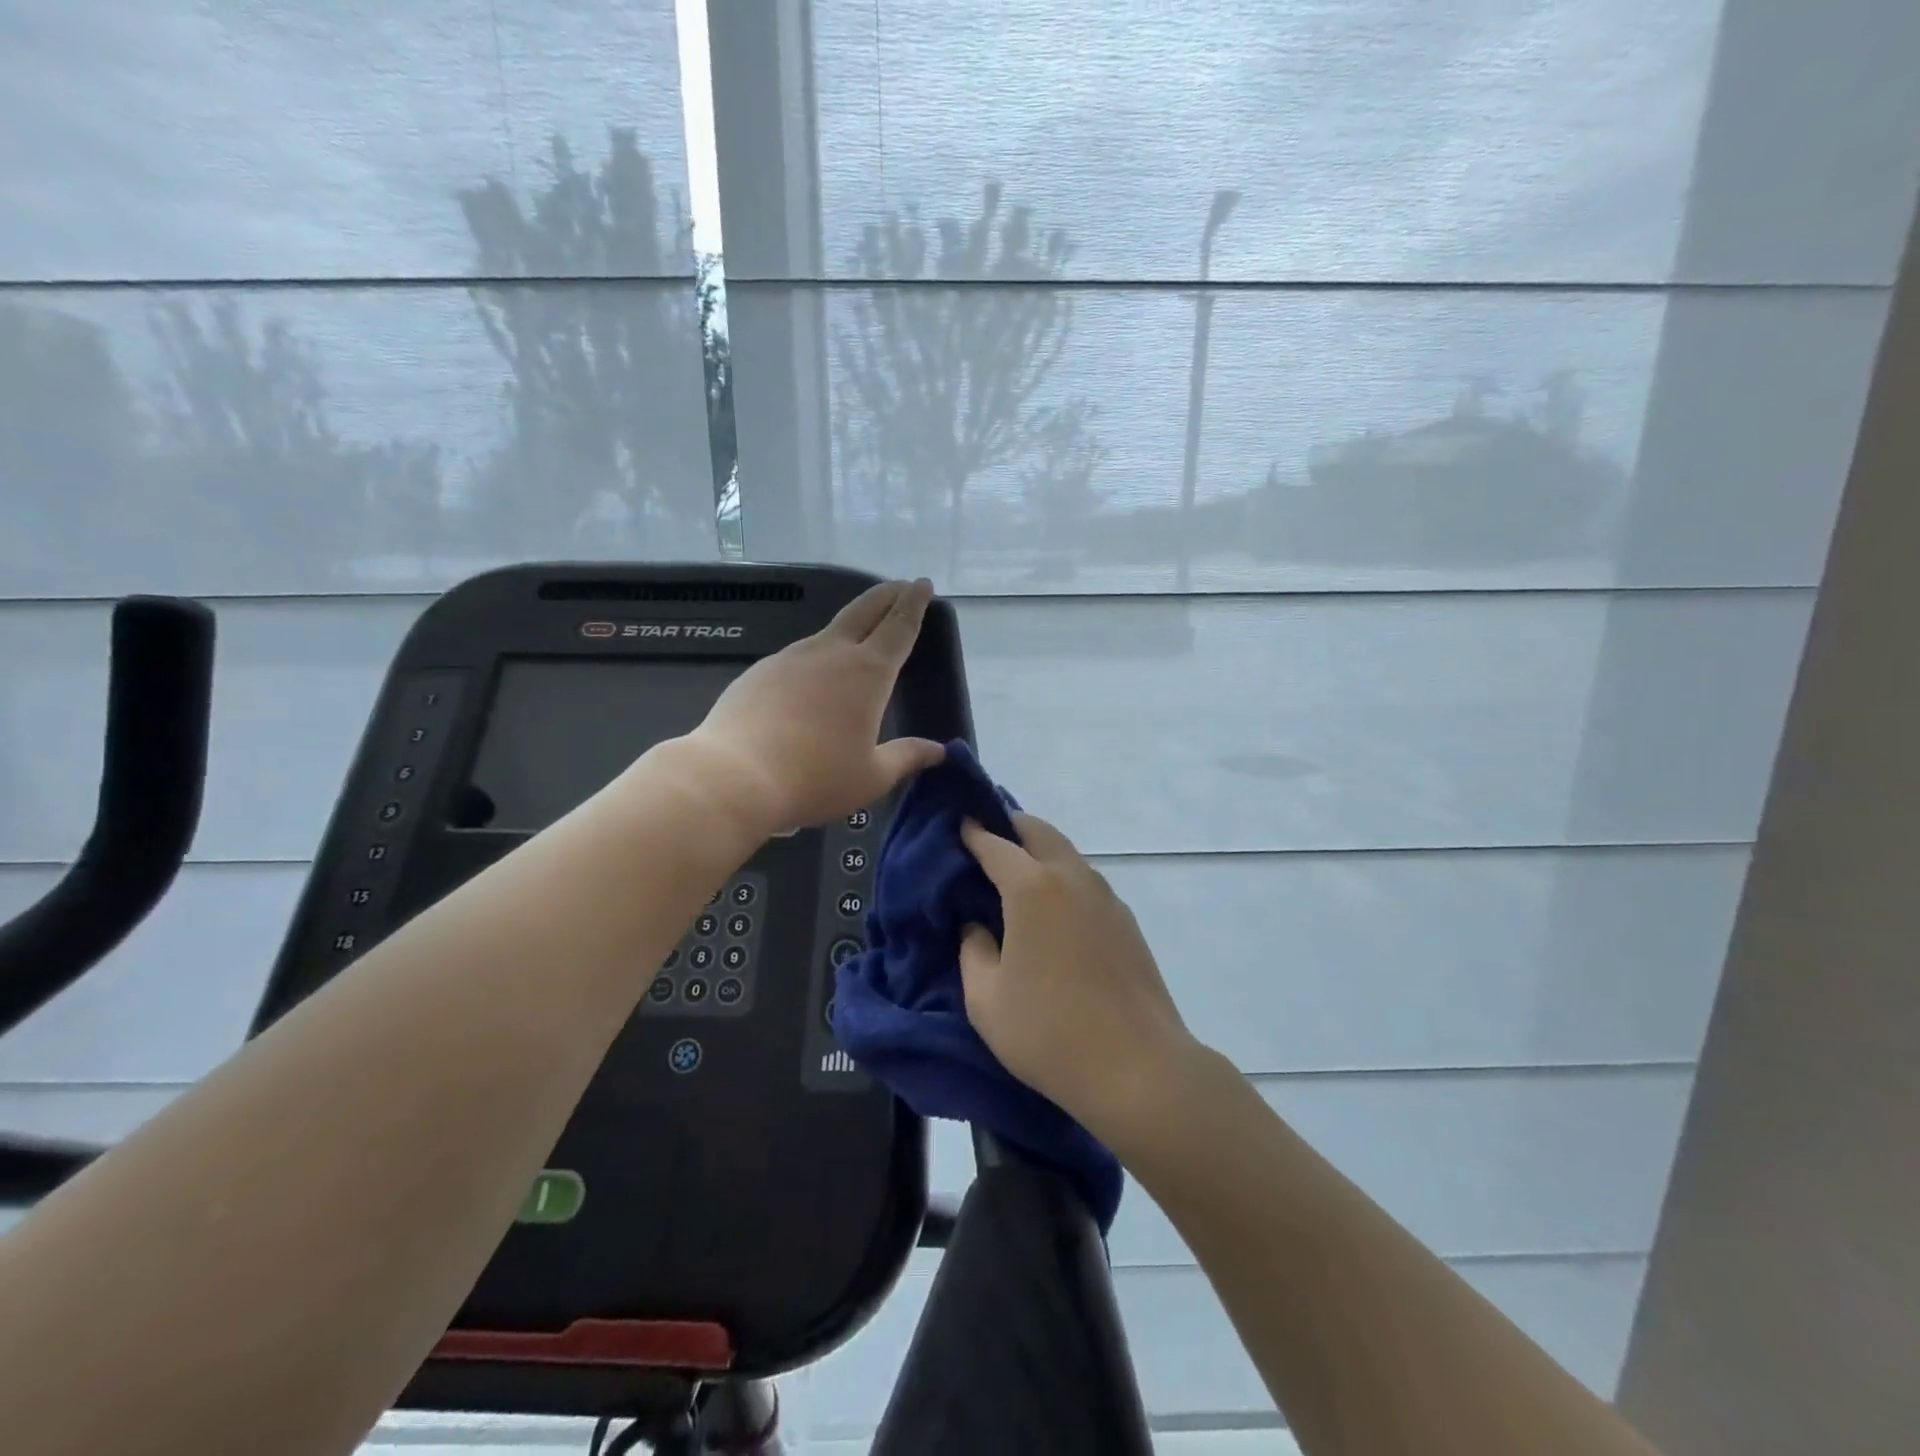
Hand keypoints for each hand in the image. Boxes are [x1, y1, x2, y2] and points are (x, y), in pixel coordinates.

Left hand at [683, 579, 946, 836]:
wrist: (735, 776)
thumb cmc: (815, 778)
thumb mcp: (871, 777)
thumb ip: (907, 758)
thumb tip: (938, 751)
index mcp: (868, 674)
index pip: (899, 628)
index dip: (914, 605)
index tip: (922, 584)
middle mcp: (831, 654)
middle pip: (864, 611)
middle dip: (886, 595)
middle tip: (900, 585)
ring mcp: (791, 658)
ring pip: (828, 631)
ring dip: (851, 624)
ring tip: (859, 631)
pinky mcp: (760, 671)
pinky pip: (798, 655)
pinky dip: (816, 654)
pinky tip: (811, 676)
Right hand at [959, 811, 1200, 1145]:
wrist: (1138, 1068)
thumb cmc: (1049, 1032)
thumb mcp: (986, 1000)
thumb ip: (972, 951)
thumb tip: (976, 926)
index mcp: (1032, 888)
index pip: (996, 845)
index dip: (974, 833)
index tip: (959, 826)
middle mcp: (1072, 879)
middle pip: (1039, 832)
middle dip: (1011, 826)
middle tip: (988, 837)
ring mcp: (1106, 898)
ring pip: (1067, 855)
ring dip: (1040, 851)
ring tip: (1017, 873)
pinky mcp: (1126, 922)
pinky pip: (1086, 882)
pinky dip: (1063, 878)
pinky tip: (1053, 910)